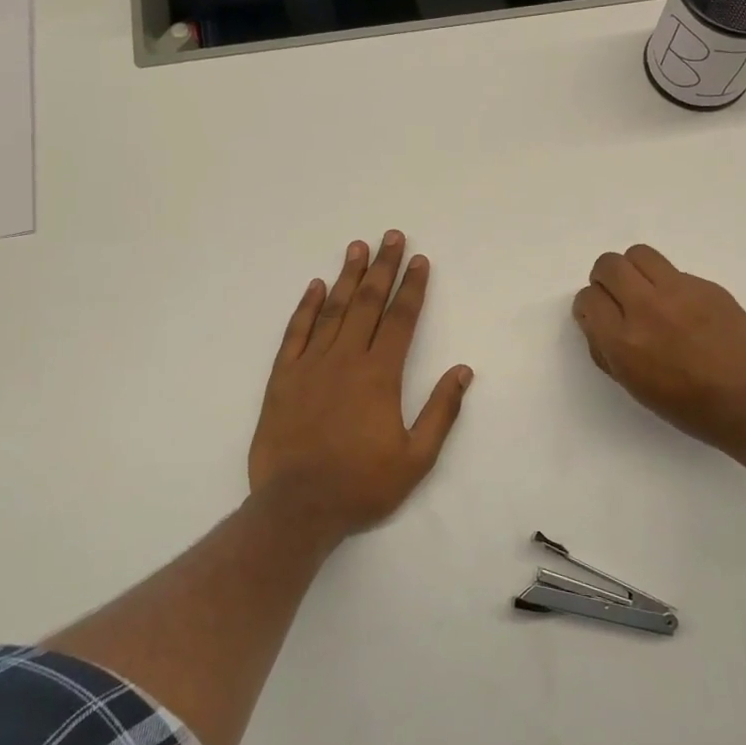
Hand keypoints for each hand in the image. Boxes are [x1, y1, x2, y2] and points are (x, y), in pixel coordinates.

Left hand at [249, 231, 472, 536]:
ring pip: (332, 310)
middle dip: (383, 268)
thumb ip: (441, 411)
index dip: (412, 288)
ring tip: (357, 247)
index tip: (420, 260)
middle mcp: (346, 359)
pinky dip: (305, 307)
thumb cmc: (362, 484)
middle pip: (367, 303)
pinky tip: (315, 286)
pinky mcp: (282, 378)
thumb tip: (463, 371)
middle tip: (392, 237)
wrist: (297, 507)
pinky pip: (295, 333)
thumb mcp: (416, 458)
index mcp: (380, 376)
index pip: (401, 320)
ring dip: (347, 276)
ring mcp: (310, 365)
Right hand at [572, 244, 745, 463]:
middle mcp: (646, 308)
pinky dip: (669, 285)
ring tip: (646, 292)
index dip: (590, 307)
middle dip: (605, 278)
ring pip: (639, 254)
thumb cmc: (689, 407)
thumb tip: (596, 322)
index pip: (588, 298)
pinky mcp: (707, 285)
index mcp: (623, 341)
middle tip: (618, 297)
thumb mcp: (634, 387)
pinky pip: (674, 271)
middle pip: (609, 265)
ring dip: (634, 270)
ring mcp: (679, 291)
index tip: (600, 316)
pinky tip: (685, 311)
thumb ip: (607, 350)